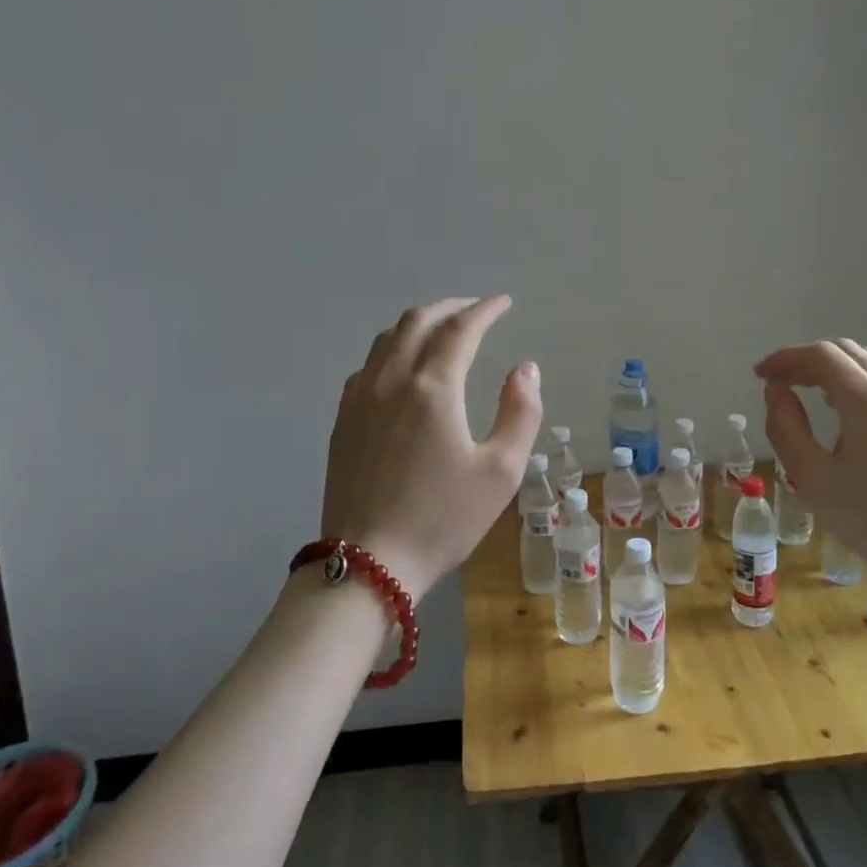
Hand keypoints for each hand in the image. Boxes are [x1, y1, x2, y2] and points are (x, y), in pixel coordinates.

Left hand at [320, 296, 541, 596]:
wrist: (366, 564)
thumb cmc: (442, 519)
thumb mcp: (500, 472)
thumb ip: (520, 413)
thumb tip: (525, 369)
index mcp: (432, 388)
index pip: (460, 329)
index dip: (485, 310)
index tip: (503, 302)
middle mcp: (391, 380)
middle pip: (417, 322)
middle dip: (449, 307)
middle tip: (474, 309)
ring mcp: (359, 398)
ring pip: (387, 339)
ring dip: (418, 324)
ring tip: (441, 329)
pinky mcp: (342, 419)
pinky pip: (368, 365)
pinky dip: (392, 350)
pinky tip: (402, 368)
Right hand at [753, 340, 866, 628]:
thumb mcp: (812, 477)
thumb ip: (785, 427)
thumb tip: (776, 391)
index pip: (820, 356)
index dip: (785, 358)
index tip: (759, 374)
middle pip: (847, 352)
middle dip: (807, 359)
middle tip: (780, 381)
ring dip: (836, 368)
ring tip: (811, 392)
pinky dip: (860, 382)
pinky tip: (850, 413)